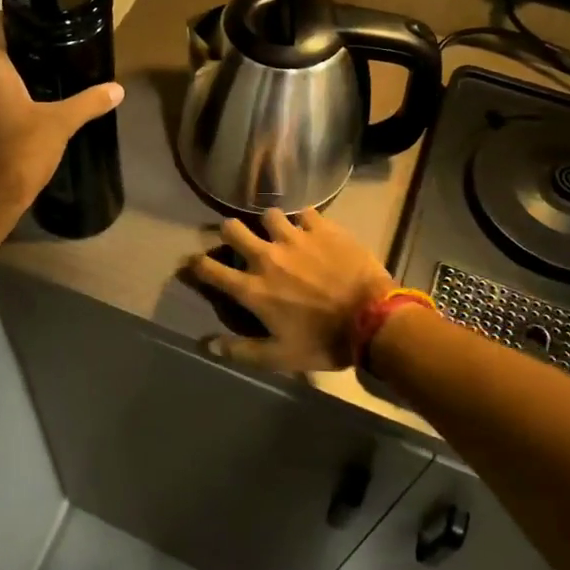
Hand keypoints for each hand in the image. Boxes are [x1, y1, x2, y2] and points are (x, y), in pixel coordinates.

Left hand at [0, 13, 123, 219]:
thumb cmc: (22, 150)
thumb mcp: (61, 123)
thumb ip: (89, 102)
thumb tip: (117, 89)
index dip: (10, 16)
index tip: (36, 16)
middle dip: (14, 44)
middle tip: (46, 42)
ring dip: (6, 71)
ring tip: (40, 70)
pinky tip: (25, 102)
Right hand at [188, 207, 396, 372]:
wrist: (373, 319)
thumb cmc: (324, 342)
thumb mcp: (281, 356)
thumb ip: (242, 351)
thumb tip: (207, 345)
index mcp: (252, 288)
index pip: (210, 269)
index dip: (196, 265)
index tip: (195, 264)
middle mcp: (266, 256)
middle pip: (232, 228)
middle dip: (230, 233)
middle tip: (240, 241)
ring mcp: (294, 237)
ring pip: (268, 214)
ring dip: (270, 225)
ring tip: (280, 234)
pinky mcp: (321, 227)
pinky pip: (305, 212)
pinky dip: (304, 221)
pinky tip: (311, 230)